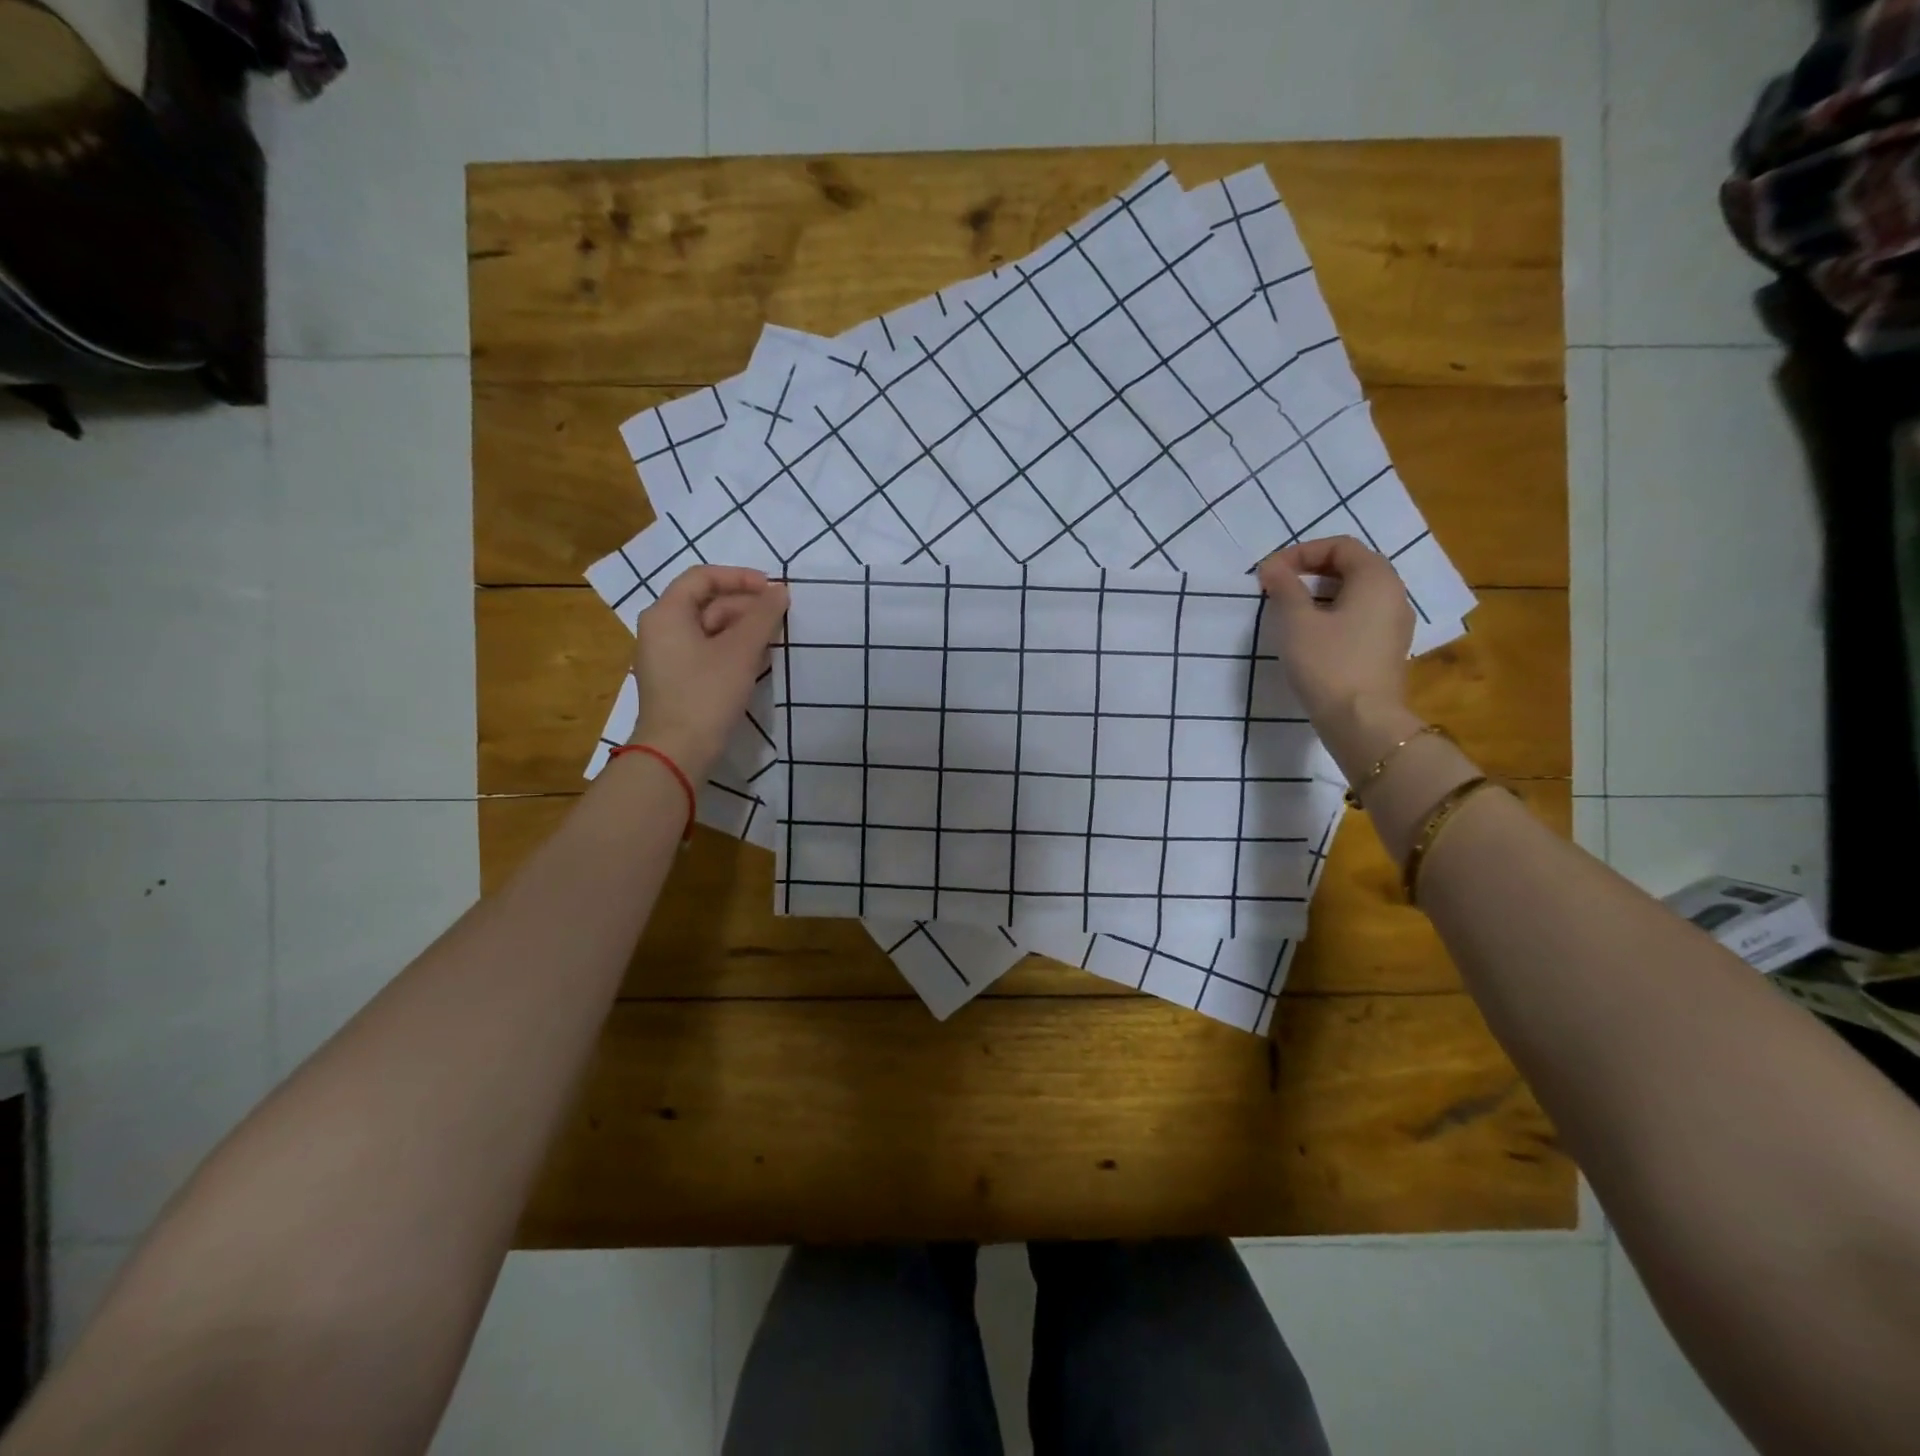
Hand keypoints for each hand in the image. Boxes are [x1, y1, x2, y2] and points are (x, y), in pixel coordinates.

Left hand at [629, 566, 789, 780]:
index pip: (703, 577)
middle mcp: (661, 629)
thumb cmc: (706, 694)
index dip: (740, 577)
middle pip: (707, 603)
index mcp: (667, 613)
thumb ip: (763, 616)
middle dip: (746, 607)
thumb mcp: (741, 651)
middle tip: (779, 619)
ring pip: (709, 630)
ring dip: (743, 630)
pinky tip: (757, 663)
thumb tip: (780, 591)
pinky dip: (732, 651)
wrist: (677, 752)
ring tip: (773, 641)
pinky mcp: (677, 681)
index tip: (772, 589)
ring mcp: (667, 657)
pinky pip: (706, 652)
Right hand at [1258, 536, 1421, 775]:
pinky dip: (1334, 613)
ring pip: (1357, 592)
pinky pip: (1361, 615)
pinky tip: (1311, 634)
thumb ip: (1284, 588)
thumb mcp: (1296, 622)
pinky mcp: (1388, 648)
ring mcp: (1395, 623)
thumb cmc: (1327, 664)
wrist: (1362, 721)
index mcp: (1376, 578)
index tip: (1271, 572)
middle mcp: (1394, 593)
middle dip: (1312, 570)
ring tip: (1290, 609)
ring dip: (1321, 592)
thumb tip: (1272, 567)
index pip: (1340, 546)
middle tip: (1278, 586)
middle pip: (1352, 566)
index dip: (1302, 552)